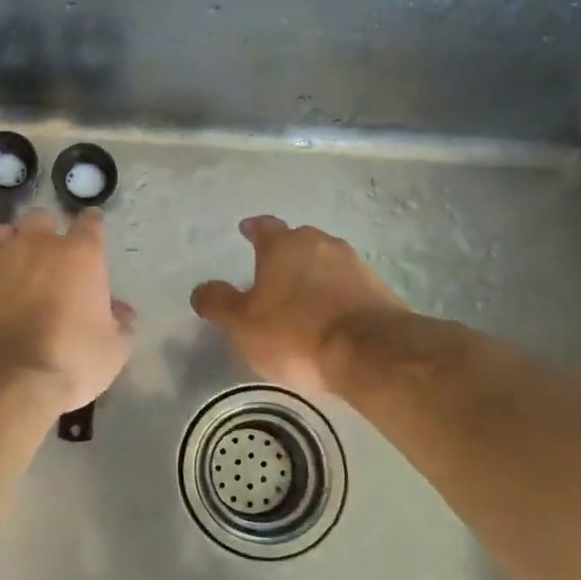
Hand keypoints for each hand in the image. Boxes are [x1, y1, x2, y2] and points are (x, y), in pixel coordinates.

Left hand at [0, 208, 134, 412]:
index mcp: (79, 255)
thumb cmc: (68, 361)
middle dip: (47, 231)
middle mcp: (35, 245)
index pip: (90, 224)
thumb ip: (120, 324)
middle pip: (41, 219)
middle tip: (50, 255)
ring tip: (13, 268)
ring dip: (11, 246)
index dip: (92, 226)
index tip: (92, 229)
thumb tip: (121, 311)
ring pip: (2, 234)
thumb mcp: (112, 351)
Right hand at [191, 216, 408, 395]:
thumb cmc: (295, 333)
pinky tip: (330, 314)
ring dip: (313, 274)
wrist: (371, 352)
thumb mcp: (242, 324)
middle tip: (271, 271)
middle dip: (284, 252)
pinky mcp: (379, 288)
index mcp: (283, 246)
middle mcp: (320, 244)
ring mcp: (354, 264)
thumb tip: (201, 289)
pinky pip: (348, 284)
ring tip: (302, 296)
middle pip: (298, 241)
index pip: (264, 227)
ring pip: (325, 261)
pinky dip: (336, 293)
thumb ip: (219, 303)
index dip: (253, 229)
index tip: (246, 230)